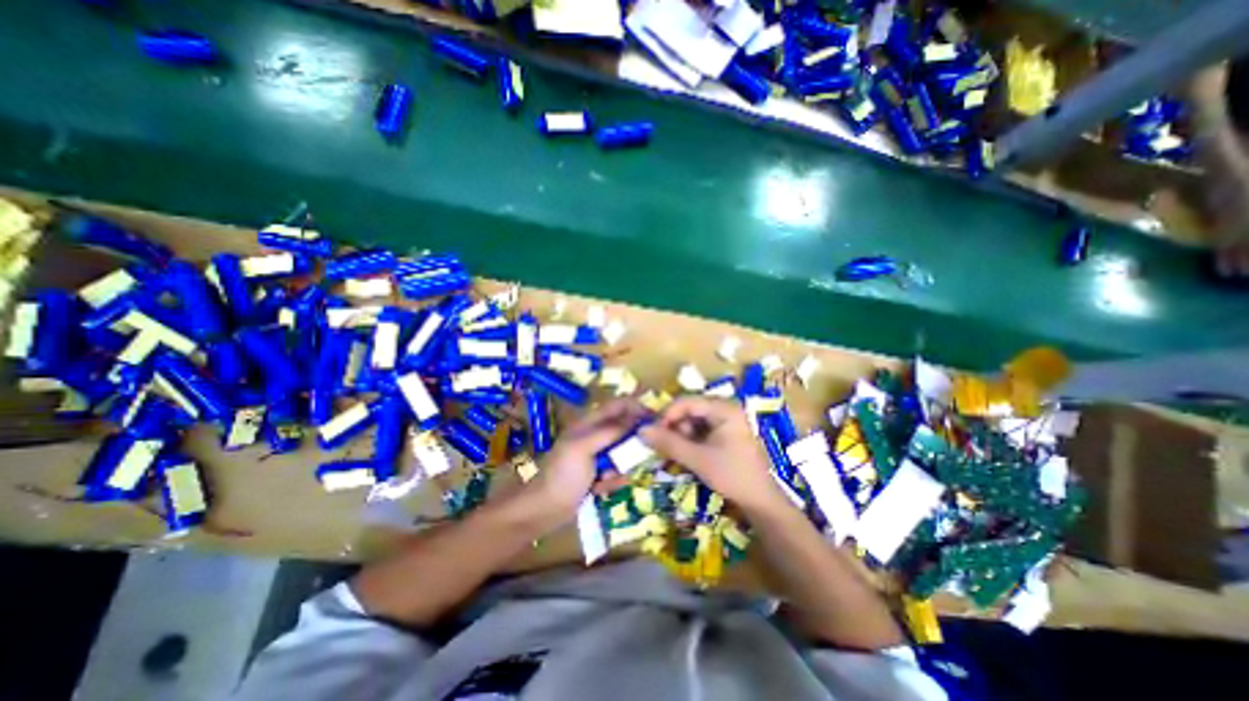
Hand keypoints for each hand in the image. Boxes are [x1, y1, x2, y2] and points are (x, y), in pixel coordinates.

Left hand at [522, 400, 647, 524]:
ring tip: (608, 478)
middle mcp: (596, 435)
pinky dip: (613, 481)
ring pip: (623, 454)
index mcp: (590, 423)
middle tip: (638, 458)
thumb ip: (610, 431)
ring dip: (621, 467)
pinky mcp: (599, 473)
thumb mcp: (585, 448)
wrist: (544, 510)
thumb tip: (636, 417)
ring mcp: (597, 455)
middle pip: (625, 430)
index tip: (656, 421)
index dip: (637, 408)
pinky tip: (601, 489)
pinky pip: (617, 472)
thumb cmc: (563, 474)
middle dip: (632, 445)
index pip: (619, 405)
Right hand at [643, 400, 789, 515]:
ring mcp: (727, 421)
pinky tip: (687, 454)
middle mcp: (726, 409)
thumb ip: (669, 443)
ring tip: (677, 453)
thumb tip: (641, 430)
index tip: (653, 433)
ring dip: (681, 435)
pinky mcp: (726, 434)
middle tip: (664, 446)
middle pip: (690, 410)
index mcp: (724, 408)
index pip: (687, 402)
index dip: (667, 415)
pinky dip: (691, 440)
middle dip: (675, 427)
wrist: (761, 501)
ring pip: (694, 421)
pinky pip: (702, 430)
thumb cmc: (732, 475)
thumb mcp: (698, 458)